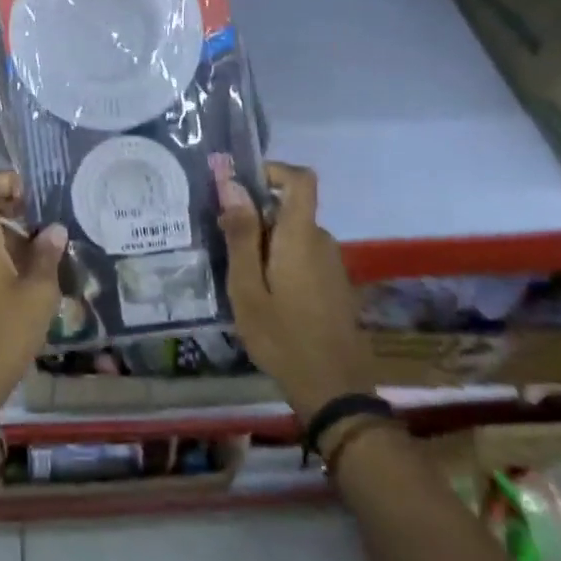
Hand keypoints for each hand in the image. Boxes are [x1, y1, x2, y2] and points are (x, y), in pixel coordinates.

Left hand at [0, 171, 67, 410]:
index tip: (35, 202)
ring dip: (8, 234)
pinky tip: (24, 279)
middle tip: (45, 229)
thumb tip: (54, 230)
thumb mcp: (37, 294)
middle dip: (13, 208)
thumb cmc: (2, 333)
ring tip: (43, 258)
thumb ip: (47, 255)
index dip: (8, 180)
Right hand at [218, 161, 372, 420]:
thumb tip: (232, 184)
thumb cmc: (282, 337)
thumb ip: (241, 235)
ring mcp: (332, 264)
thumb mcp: (247, 288)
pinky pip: (304, 256)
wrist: (334, 391)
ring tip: (240, 277)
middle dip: (256, 217)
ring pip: (294, 235)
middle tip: (225, 246)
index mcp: (300, 236)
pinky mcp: (335, 285)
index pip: (300, 179)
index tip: (241, 186)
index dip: (273, 170)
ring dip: (266, 244)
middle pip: (289, 209)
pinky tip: (264, 296)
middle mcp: (322, 241)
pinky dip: (281, 262)